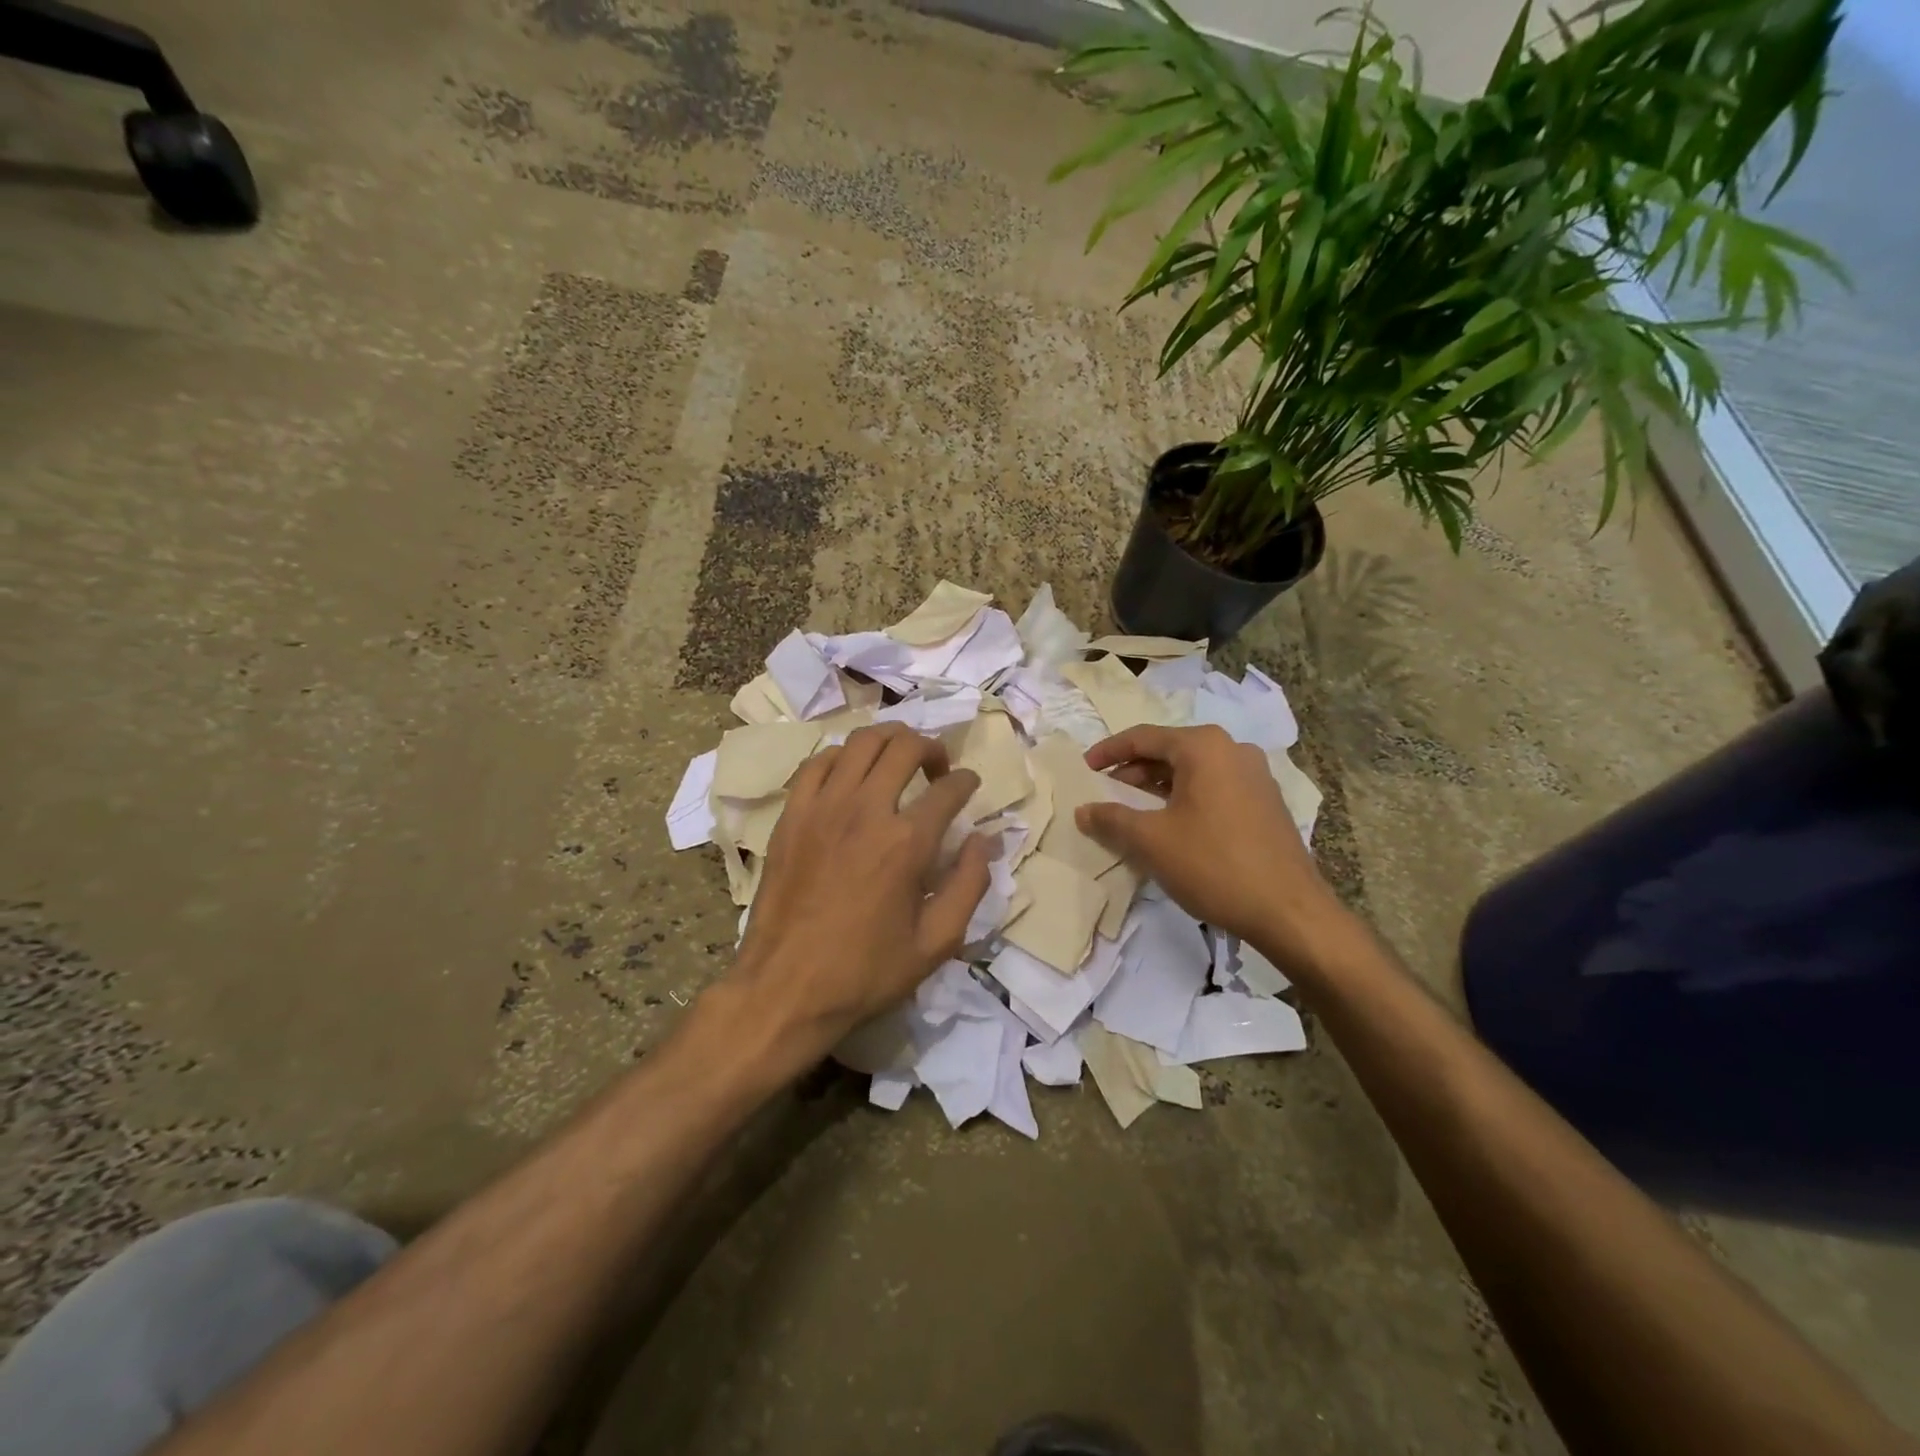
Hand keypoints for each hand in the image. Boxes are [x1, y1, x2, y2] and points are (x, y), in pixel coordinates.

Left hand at [724, 723, 991, 1071]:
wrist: (785, 988)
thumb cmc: (865, 971)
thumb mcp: (937, 942)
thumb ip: (970, 885)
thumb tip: (985, 840)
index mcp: (907, 843)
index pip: (949, 789)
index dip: (967, 781)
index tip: (969, 785)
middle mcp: (866, 810)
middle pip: (905, 747)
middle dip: (931, 747)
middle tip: (937, 767)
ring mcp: (823, 807)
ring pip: (860, 742)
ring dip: (889, 740)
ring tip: (898, 758)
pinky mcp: (792, 815)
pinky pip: (818, 763)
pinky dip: (841, 756)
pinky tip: (850, 774)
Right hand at [1076, 724, 1345, 962]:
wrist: (1288, 911)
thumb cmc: (1213, 865)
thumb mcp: (1151, 841)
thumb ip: (1112, 819)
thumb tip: (1084, 811)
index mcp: (1204, 747)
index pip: (1144, 737)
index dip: (1109, 751)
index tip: (1085, 767)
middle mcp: (1233, 750)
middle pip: (1170, 750)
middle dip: (1134, 770)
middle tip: (1107, 791)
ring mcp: (1255, 776)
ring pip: (1194, 770)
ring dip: (1159, 786)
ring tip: (1134, 810)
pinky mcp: (1266, 802)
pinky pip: (1215, 787)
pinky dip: (1186, 798)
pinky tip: (1172, 825)